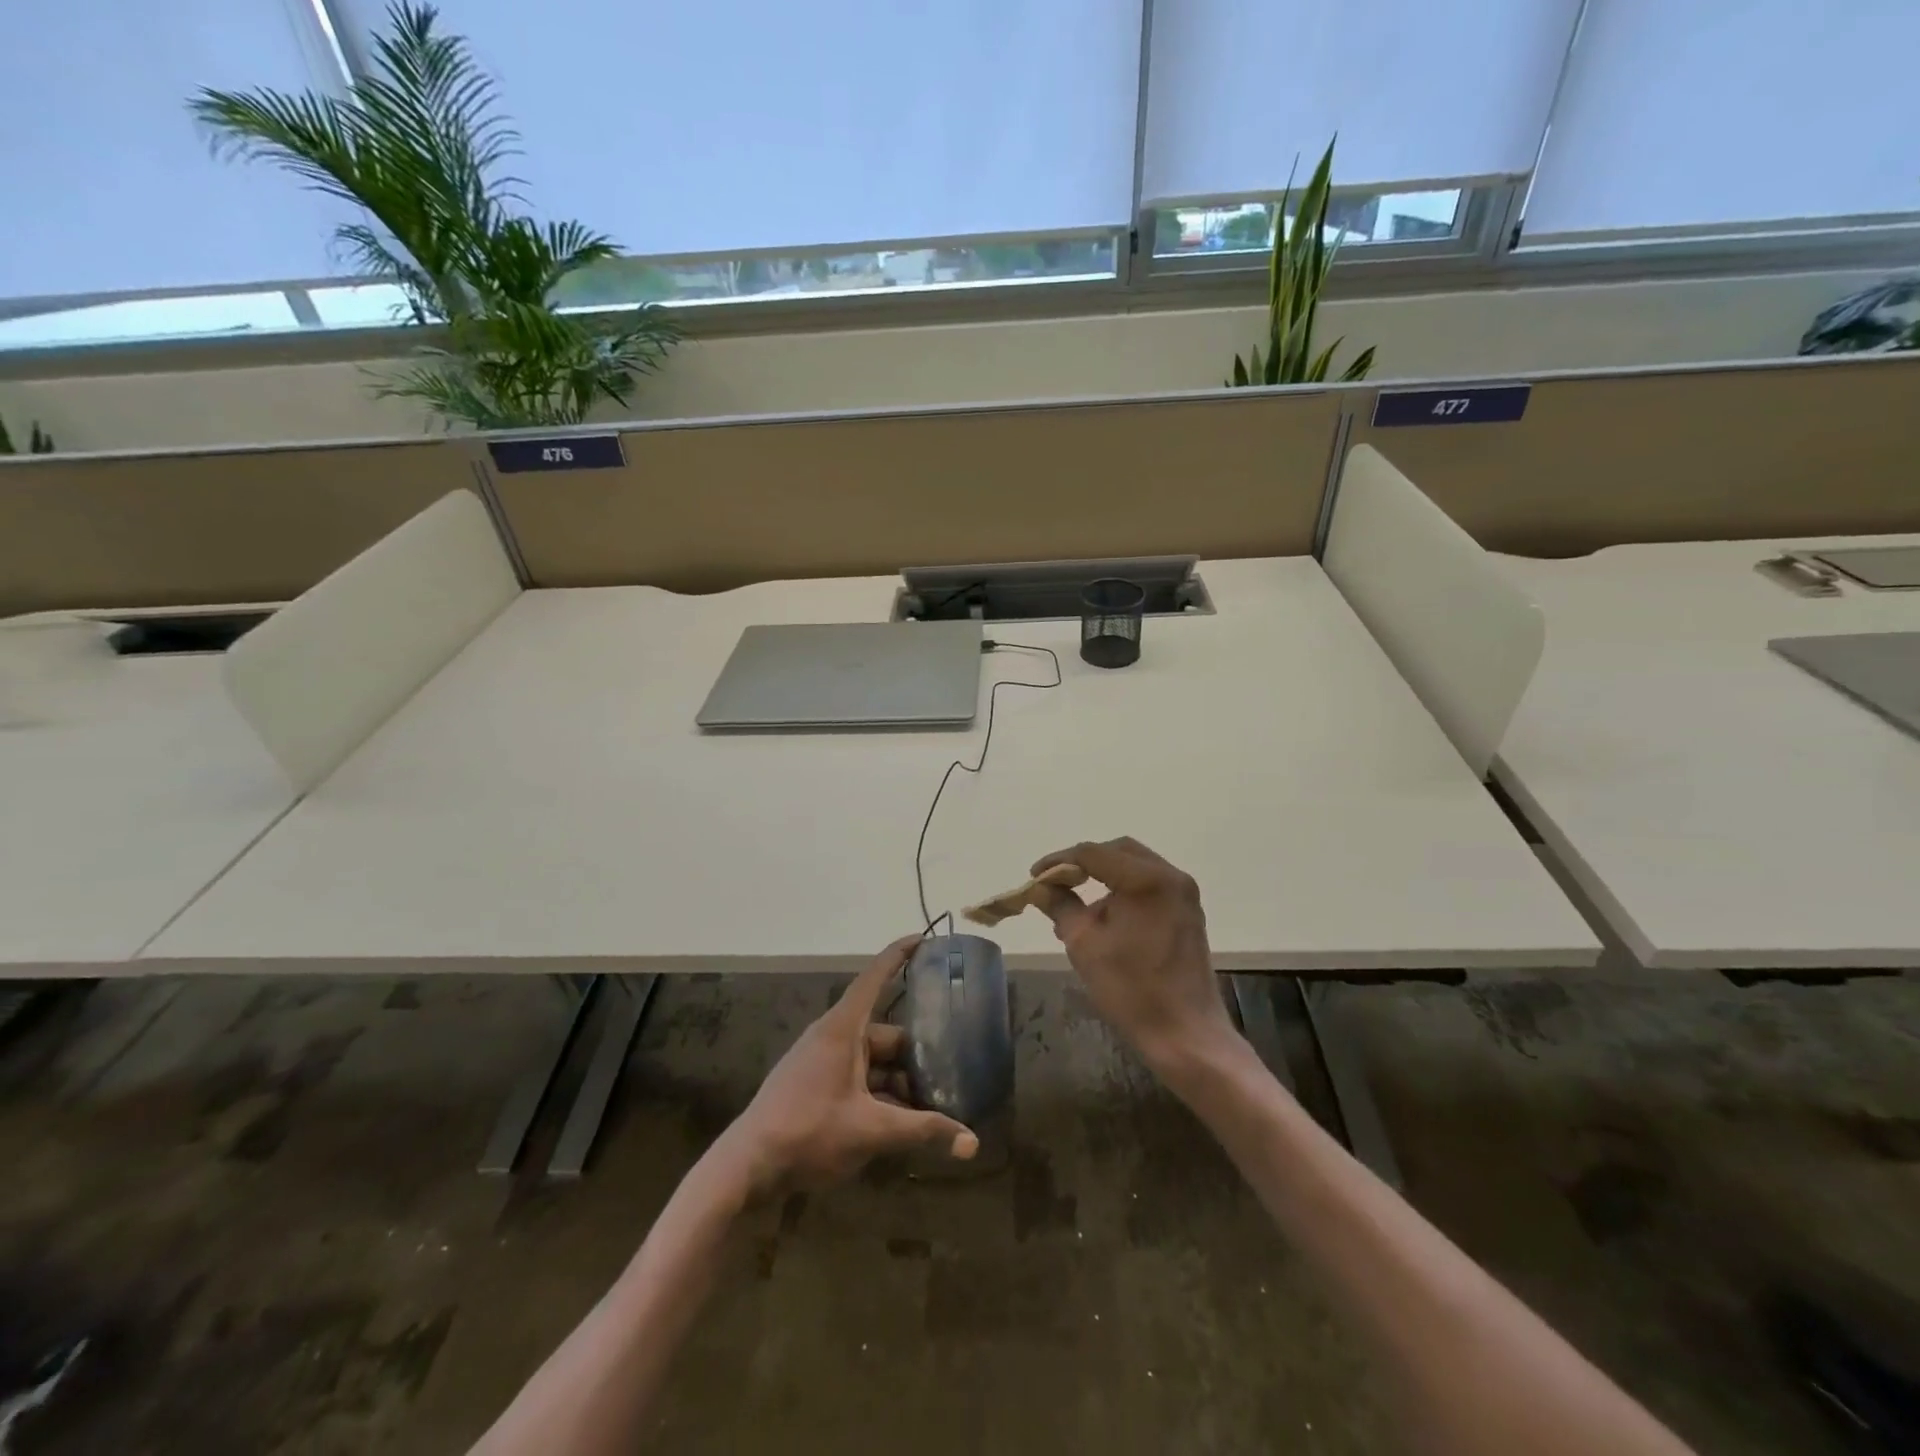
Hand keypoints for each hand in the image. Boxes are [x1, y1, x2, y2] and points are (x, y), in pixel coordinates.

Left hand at [720, 935, 978, 1198]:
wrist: (746, 1168)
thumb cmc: (809, 1133)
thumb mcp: (872, 1131)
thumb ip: (923, 1131)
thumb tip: (973, 1143)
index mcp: (843, 1029)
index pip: (874, 977)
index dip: (899, 955)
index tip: (924, 938)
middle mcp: (833, 1037)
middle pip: (884, 1034)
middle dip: (916, 1055)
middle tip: (952, 1071)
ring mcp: (822, 1061)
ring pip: (873, 1061)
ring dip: (899, 1081)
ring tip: (933, 1105)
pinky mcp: (815, 1085)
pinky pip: (858, 1078)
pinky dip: (880, 1094)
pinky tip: (901, 1123)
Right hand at [1029, 837, 1236, 1076]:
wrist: (1186, 1034)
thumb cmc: (1132, 989)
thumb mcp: (1084, 944)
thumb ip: (1060, 906)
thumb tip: (1041, 888)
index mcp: (1147, 880)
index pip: (1093, 854)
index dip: (1059, 861)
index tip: (1034, 876)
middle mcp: (1170, 877)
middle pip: (1118, 851)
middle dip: (1084, 863)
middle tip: (1056, 883)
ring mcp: (1184, 894)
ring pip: (1135, 866)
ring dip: (1104, 877)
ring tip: (1077, 905)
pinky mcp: (1188, 912)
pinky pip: (1150, 885)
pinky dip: (1124, 890)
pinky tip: (1105, 918)